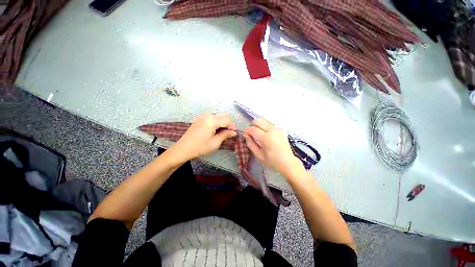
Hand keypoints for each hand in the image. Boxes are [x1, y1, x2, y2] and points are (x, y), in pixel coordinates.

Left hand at [172, 113, 236, 160]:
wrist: (183, 149)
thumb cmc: (201, 147)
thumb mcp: (215, 142)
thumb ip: (226, 135)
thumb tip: (234, 132)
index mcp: (212, 120)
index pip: (227, 120)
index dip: (232, 126)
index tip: (235, 133)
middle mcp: (208, 115)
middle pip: (223, 116)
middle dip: (228, 123)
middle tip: (229, 133)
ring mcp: (203, 116)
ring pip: (217, 116)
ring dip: (222, 122)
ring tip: (223, 132)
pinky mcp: (199, 119)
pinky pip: (211, 117)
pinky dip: (216, 122)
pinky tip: (216, 130)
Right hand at [243, 118, 303, 175]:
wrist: (288, 162)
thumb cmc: (272, 161)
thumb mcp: (258, 155)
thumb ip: (250, 144)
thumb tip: (246, 135)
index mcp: (266, 138)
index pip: (252, 128)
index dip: (247, 131)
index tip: (246, 136)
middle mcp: (272, 130)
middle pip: (257, 121)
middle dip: (252, 126)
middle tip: (252, 134)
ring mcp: (277, 128)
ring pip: (263, 120)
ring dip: (258, 126)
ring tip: (259, 135)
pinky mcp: (280, 128)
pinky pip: (269, 123)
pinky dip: (264, 127)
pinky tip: (266, 135)